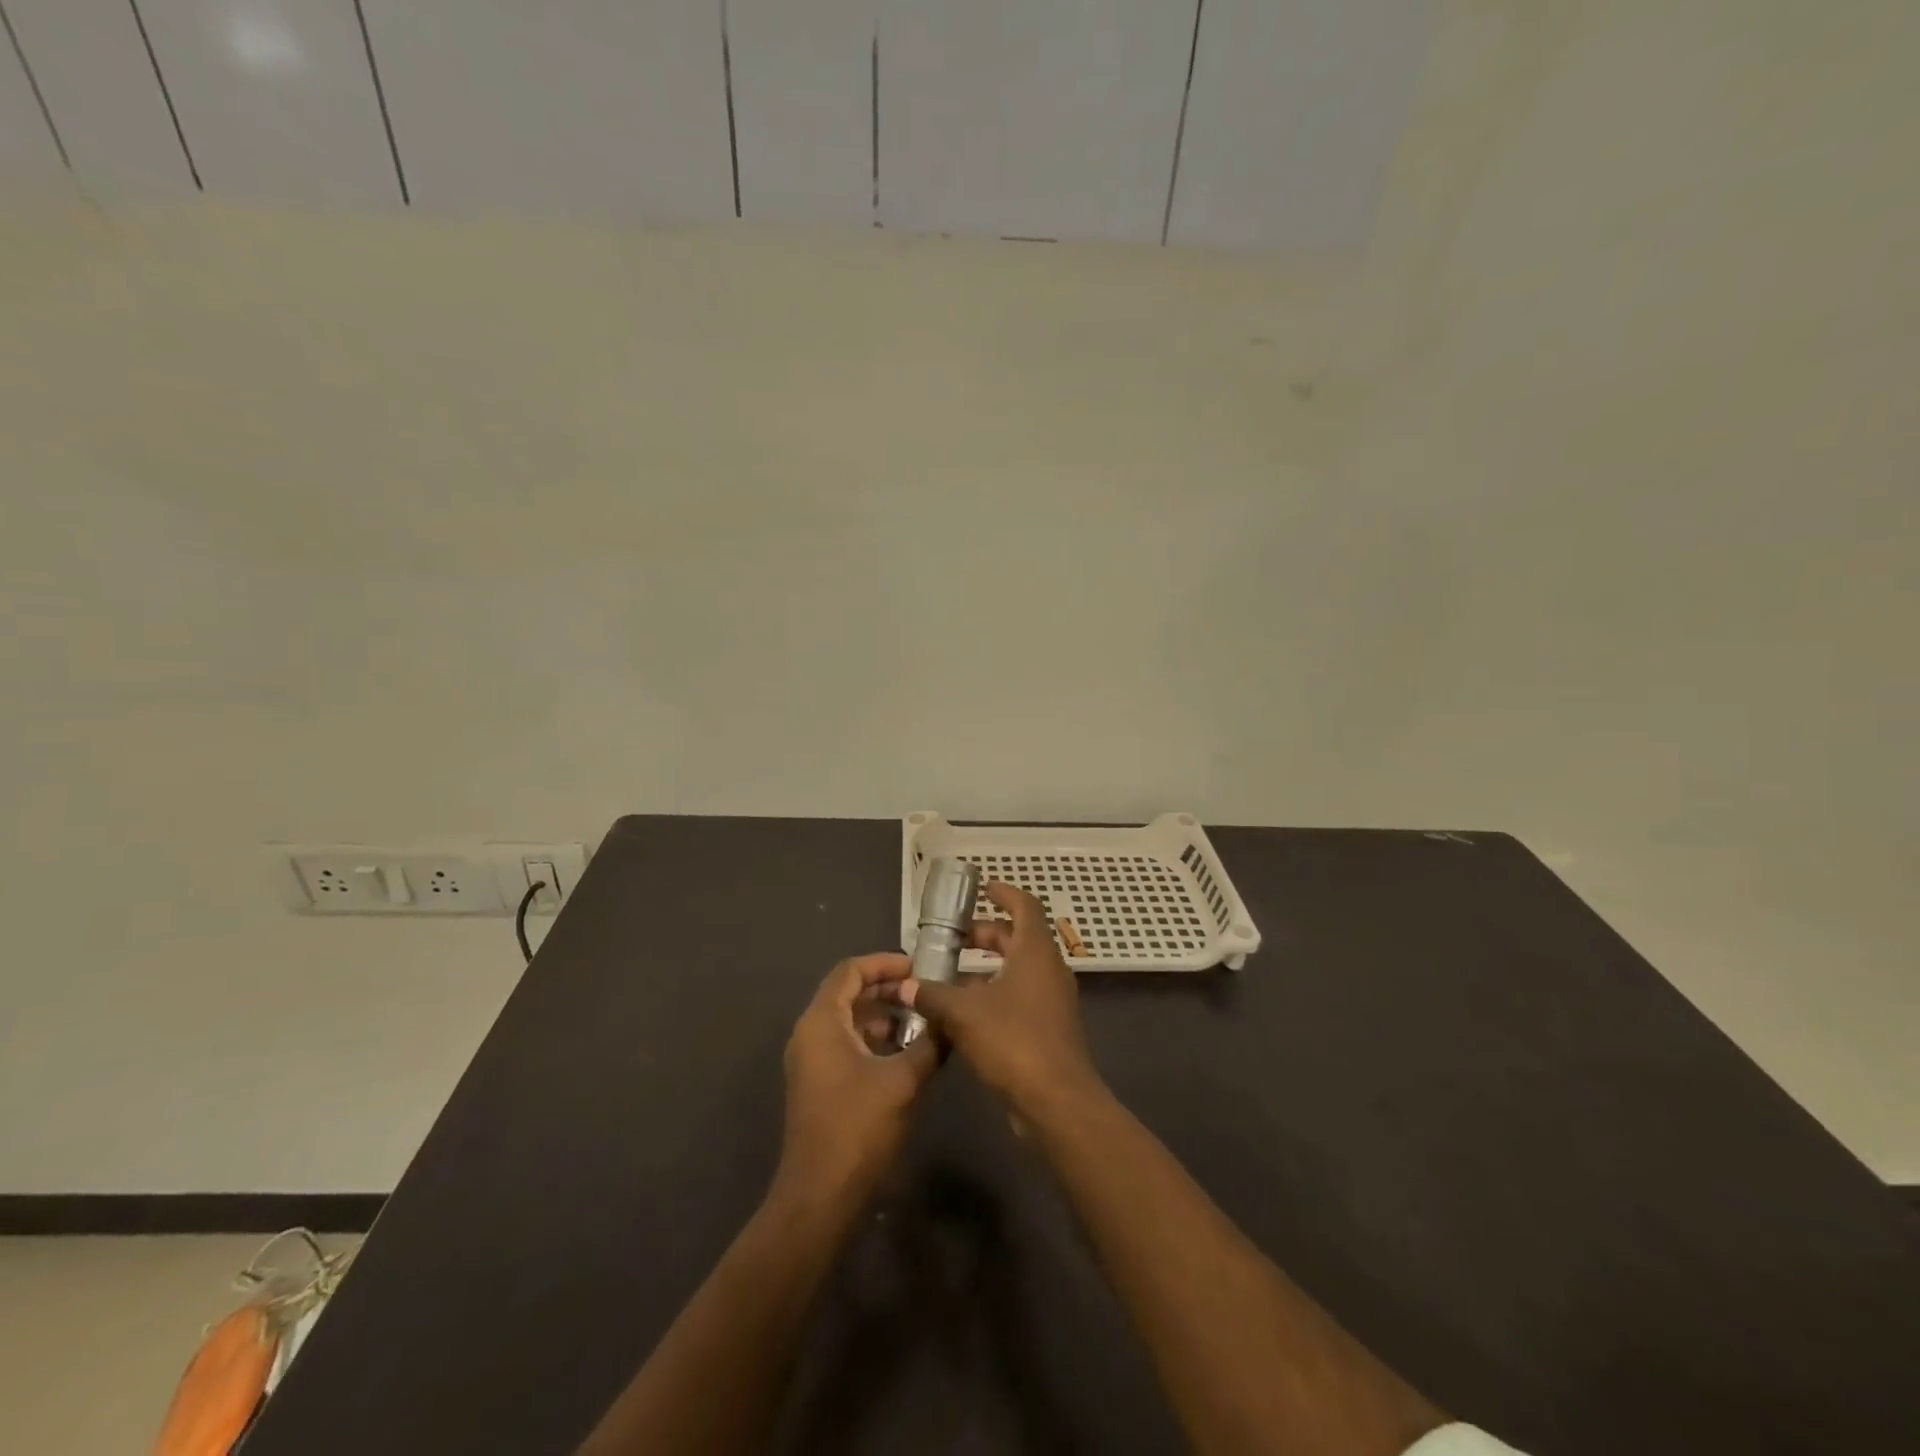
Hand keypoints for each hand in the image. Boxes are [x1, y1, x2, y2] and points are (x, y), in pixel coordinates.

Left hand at [778, 953, 937, 1199]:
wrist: (821, 1196)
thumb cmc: (859, 1127)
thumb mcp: (904, 1080)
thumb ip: (931, 1043)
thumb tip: (952, 1019)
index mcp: (822, 1021)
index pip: (850, 970)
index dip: (885, 963)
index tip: (918, 968)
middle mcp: (809, 1033)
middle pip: (847, 992)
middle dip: (887, 989)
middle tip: (924, 993)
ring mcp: (810, 1060)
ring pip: (847, 1020)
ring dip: (882, 1015)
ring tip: (921, 1022)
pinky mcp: (817, 1083)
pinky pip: (844, 1043)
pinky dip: (872, 1039)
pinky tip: (904, 1053)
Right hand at [900, 883, 1103, 1117]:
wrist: (1056, 1102)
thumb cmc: (1014, 1042)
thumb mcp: (964, 1014)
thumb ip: (932, 995)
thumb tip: (904, 985)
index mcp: (1035, 952)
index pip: (1025, 907)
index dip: (1004, 893)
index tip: (983, 888)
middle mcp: (1047, 970)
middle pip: (1017, 939)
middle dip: (985, 935)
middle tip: (953, 937)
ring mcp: (1050, 1001)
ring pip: (1016, 971)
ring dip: (985, 969)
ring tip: (948, 975)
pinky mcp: (1046, 1029)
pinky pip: (1018, 998)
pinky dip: (992, 994)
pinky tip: (961, 1012)